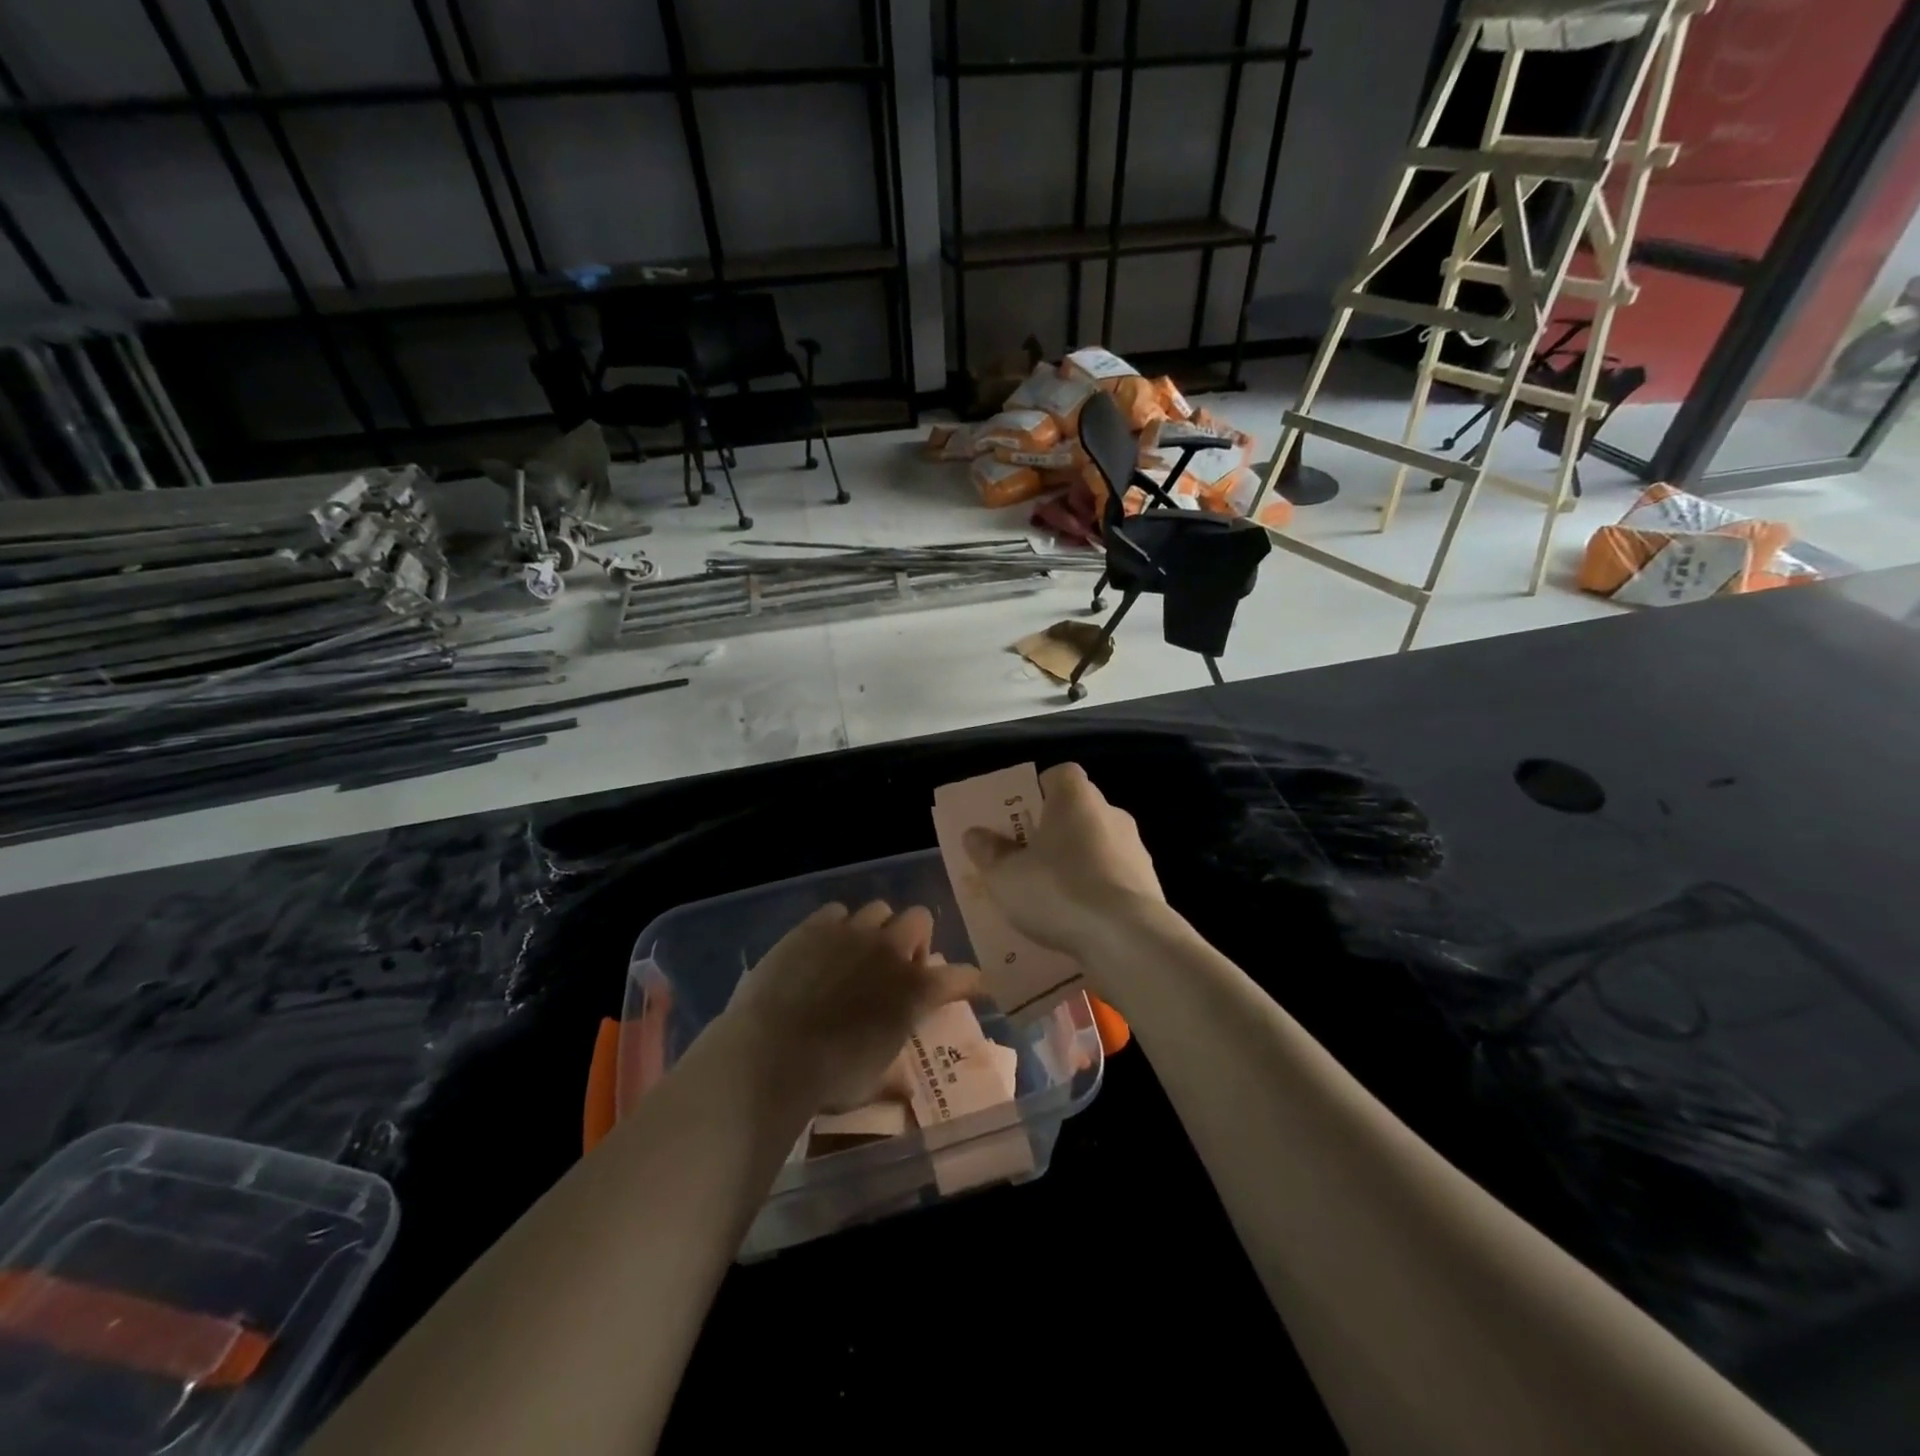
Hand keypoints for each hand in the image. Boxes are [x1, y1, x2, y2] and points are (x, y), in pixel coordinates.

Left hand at [720, 901, 977, 1113]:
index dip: (968, 981)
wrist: (770, 1053)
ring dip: (878, 929)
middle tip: (899, 965)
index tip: (968, 987)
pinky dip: (838, 927)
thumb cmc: (828, 1078)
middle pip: (920, 919)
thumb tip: (905, 1087)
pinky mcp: (814, 926)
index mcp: (915, 991)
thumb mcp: (872, 1082)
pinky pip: (837, 912)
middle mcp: (891, 951)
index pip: (961, 976)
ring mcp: (852, 933)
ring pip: (879, 909)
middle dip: (916, 938)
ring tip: (859, 953)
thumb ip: (893, 1075)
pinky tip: (824, 949)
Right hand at [963, 762, 1165, 967]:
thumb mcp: (1006, 876)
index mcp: (1076, 797)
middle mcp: (1111, 812)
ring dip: (1076, 863)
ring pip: (1097, 846)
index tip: (1020, 818)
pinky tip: (1078, 919)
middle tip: (1026, 860)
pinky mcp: (1149, 884)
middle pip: (1078, 812)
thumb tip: (975, 834)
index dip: (1038, 791)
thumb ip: (988, 852)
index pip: (1060, 775)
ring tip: (1050, 897)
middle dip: (1054, 832)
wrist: (1127, 938)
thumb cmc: (1058, 891)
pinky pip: (1113, 878)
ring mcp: (1135, 848)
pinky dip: (1096, 891)